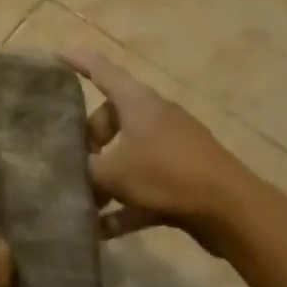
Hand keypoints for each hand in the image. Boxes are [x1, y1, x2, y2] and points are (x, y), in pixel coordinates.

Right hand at [63, 50, 251, 244]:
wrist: (232, 211)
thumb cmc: (166, 173)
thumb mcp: (113, 172)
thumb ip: (83, 170)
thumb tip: (59, 171)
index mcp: (136, 101)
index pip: (100, 69)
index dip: (76, 61)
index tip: (53, 56)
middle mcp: (153, 116)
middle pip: (111, 116)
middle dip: (88, 138)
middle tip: (71, 159)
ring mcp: (171, 147)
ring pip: (127, 152)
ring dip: (105, 175)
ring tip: (83, 199)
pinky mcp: (182, 178)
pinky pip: (144, 185)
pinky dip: (124, 203)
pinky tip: (103, 230)